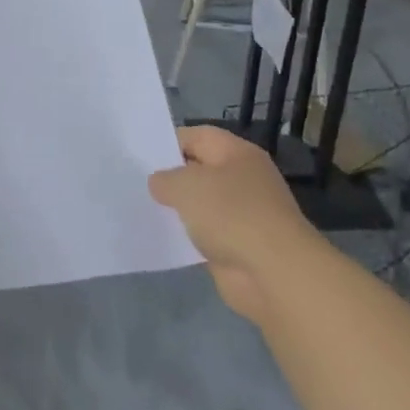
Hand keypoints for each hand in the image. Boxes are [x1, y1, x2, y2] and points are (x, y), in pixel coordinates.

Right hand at [150, 127, 314, 325]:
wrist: (273, 273)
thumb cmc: (230, 214)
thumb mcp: (185, 185)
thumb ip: (165, 179)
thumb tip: (160, 183)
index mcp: (237, 153)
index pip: (197, 136)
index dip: (168, 142)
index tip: (140, 157)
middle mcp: (244, 179)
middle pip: (200, 170)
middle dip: (171, 177)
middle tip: (137, 183)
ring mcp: (244, 214)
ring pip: (202, 204)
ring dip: (179, 209)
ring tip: (144, 209)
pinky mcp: (239, 245)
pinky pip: (207, 233)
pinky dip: (189, 235)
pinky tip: (165, 238)